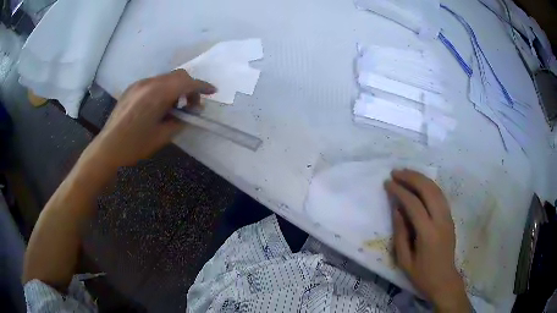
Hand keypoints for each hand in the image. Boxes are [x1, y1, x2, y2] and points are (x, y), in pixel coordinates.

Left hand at [82, 70, 215, 169]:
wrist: (108, 147)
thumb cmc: (135, 145)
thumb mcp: (162, 136)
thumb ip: (180, 121)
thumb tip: (191, 112)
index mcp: (157, 94)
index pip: (187, 83)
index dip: (202, 86)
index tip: (213, 92)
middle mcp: (149, 83)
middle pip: (178, 75)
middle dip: (190, 87)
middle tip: (192, 105)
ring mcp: (139, 84)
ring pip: (166, 78)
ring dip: (176, 88)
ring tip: (175, 107)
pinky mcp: (132, 88)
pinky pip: (154, 83)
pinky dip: (164, 90)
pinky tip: (159, 106)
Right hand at [385, 169, 470, 311]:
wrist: (444, 280)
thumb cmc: (422, 275)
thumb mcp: (404, 260)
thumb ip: (400, 233)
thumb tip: (396, 209)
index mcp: (428, 233)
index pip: (414, 204)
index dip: (400, 191)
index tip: (387, 183)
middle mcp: (441, 220)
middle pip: (428, 190)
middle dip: (411, 177)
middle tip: (396, 172)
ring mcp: (448, 217)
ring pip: (436, 189)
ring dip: (421, 178)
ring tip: (406, 173)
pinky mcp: (450, 217)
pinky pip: (440, 195)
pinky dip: (429, 185)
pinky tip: (420, 184)